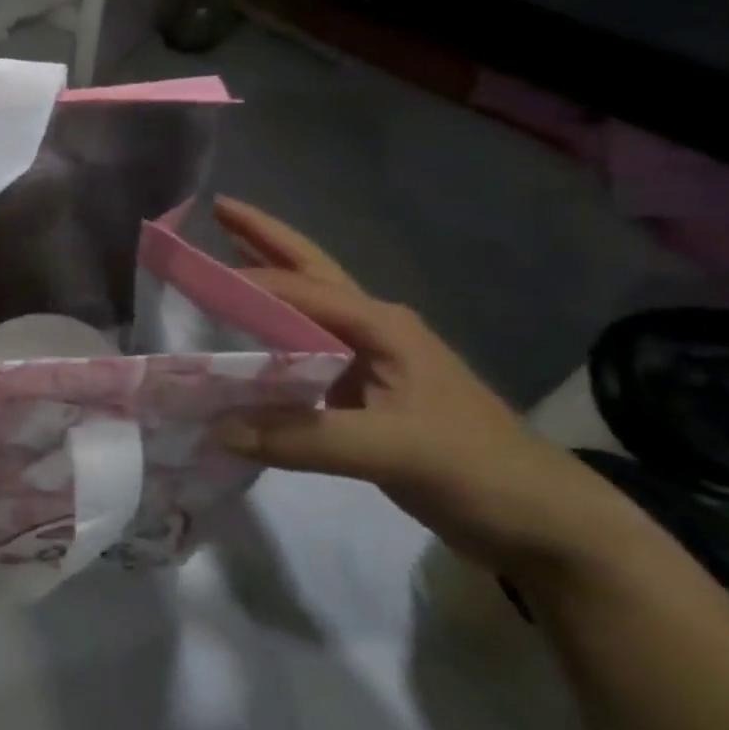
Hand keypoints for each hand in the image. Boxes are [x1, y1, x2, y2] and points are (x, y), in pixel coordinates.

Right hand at [210, 197, 649, 582]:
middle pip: (308, 272)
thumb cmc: (478, 469)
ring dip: (265, 281)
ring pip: (304, 310)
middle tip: (216, 208)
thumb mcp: (394, 450)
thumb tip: (217, 428)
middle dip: (263, 238)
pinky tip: (241, 345)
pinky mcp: (361, 394)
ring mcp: (368, 361)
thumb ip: (303, 438)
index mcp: (381, 326)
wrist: (541, 521)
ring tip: (219, 258)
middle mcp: (372, 330)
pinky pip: (300, 356)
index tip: (187, 272)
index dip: (243, 277)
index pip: (298, 289)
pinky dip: (267, 339)